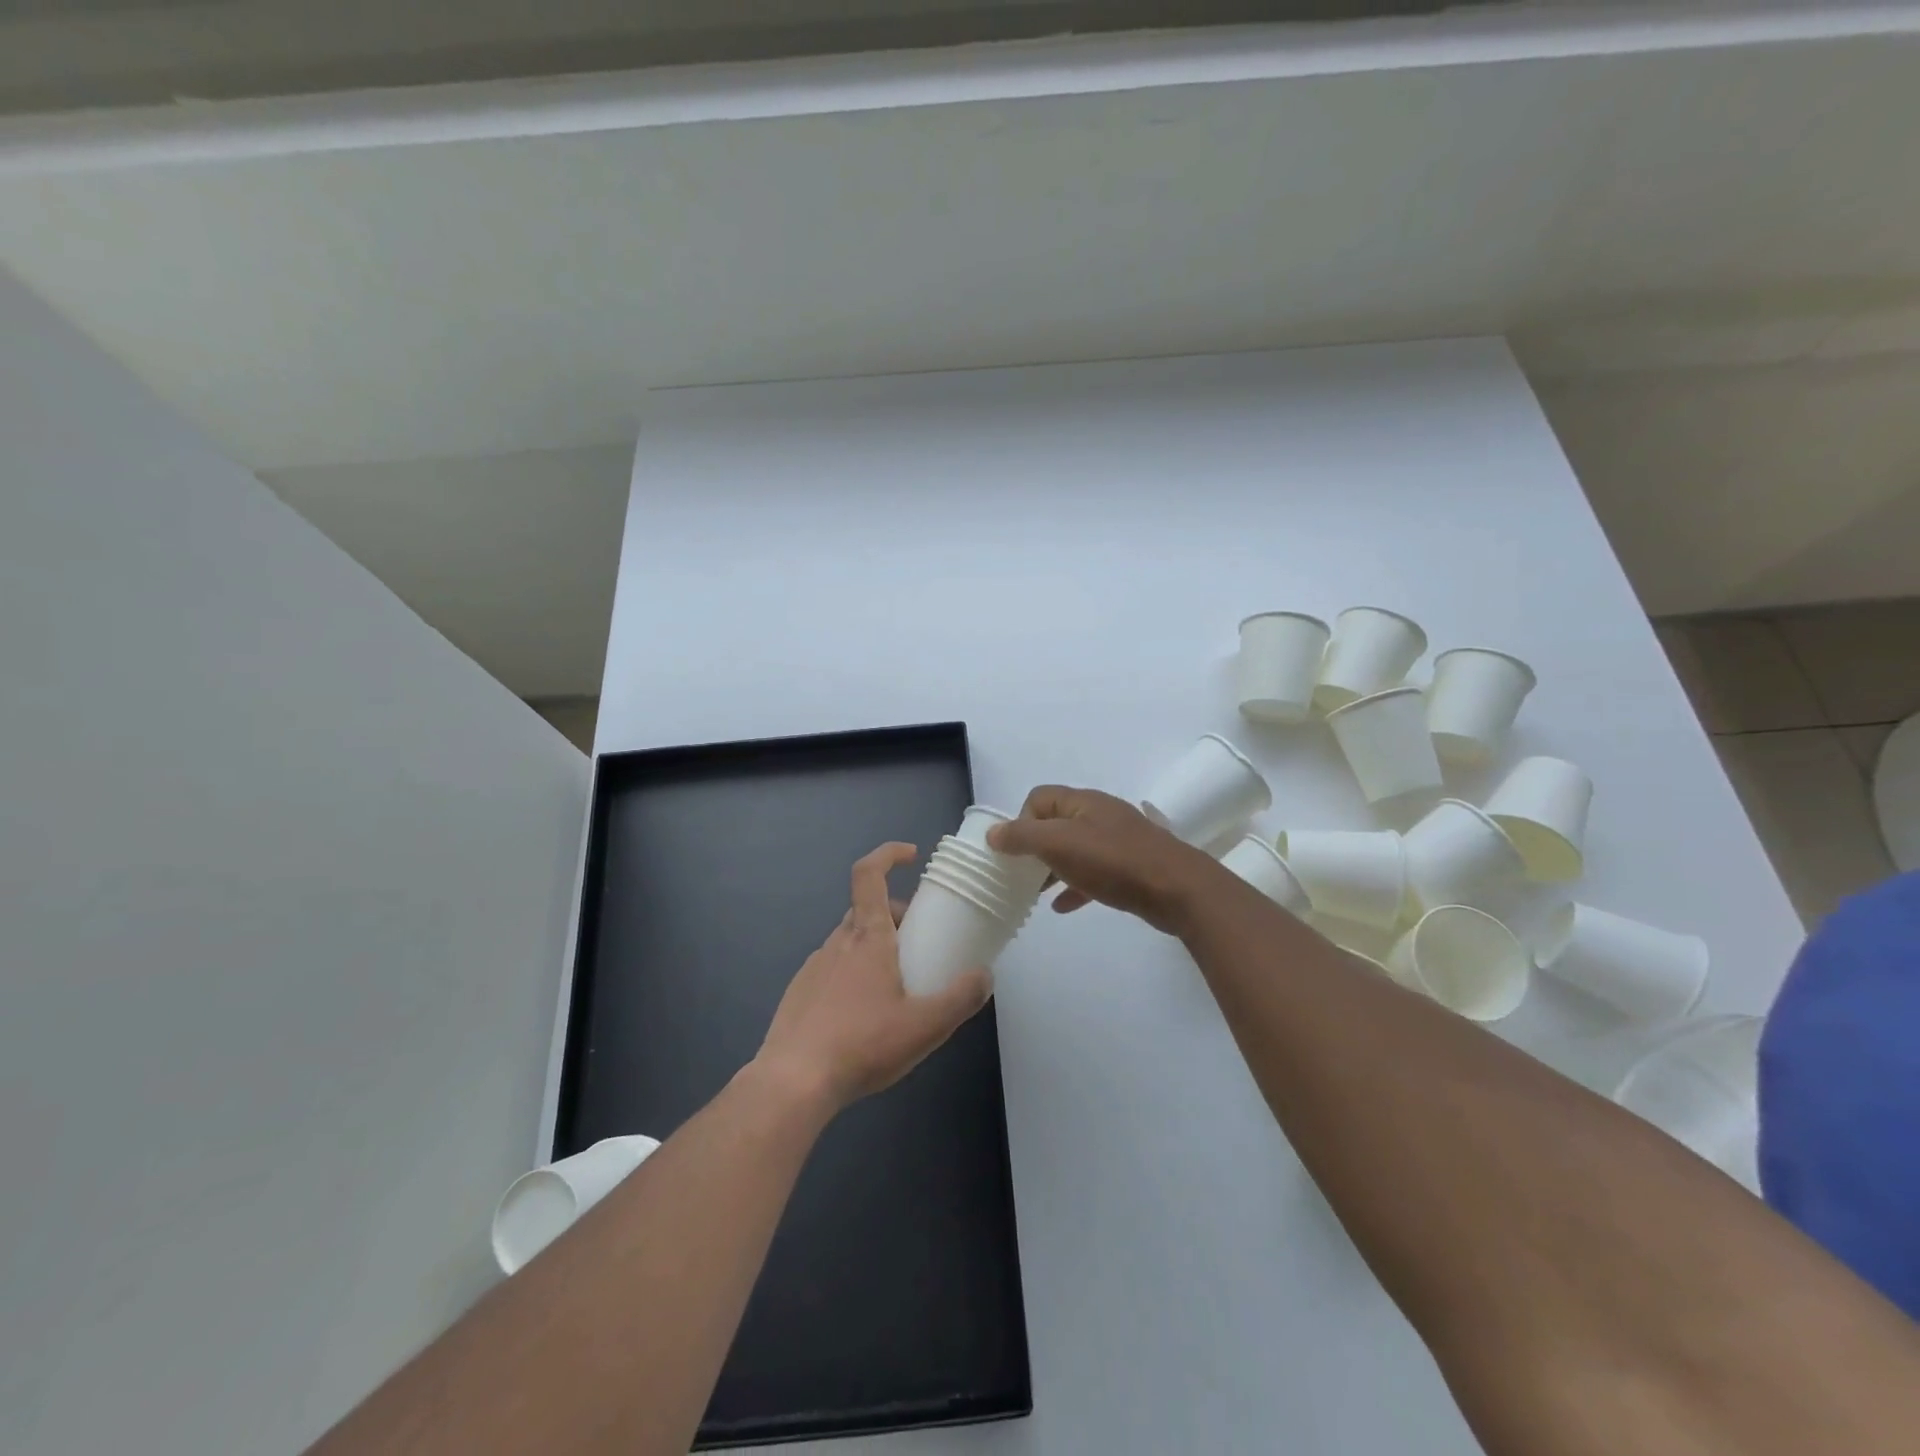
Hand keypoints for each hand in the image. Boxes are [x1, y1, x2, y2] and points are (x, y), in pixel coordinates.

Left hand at [756, 843, 991, 1113]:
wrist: (792, 1083)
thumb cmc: (862, 1044)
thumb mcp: (925, 1026)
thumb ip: (960, 998)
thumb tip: (984, 975)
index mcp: (867, 937)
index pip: (869, 874)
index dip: (888, 854)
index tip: (911, 856)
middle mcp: (838, 942)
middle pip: (868, 910)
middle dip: (896, 916)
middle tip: (920, 944)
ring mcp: (814, 966)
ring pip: (851, 941)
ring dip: (876, 948)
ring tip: (897, 987)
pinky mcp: (799, 992)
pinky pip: (834, 968)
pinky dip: (854, 974)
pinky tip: (865, 1016)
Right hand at [987, 786, 1216, 935]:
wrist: (1176, 889)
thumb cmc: (1113, 861)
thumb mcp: (1058, 844)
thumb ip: (1022, 837)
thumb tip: (992, 833)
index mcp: (1082, 802)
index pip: (1038, 798)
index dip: (1020, 821)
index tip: (1015, 851)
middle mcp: (1099, 815)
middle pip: (1056, 823)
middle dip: (1034, 847)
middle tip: (1020, 874)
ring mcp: (1118, 841)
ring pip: (1074, 850)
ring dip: (1053, 868)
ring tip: (1036, 892)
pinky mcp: (1130, 868)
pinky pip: (1093, 873)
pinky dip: (1075, 886)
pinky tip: (1063, 907)